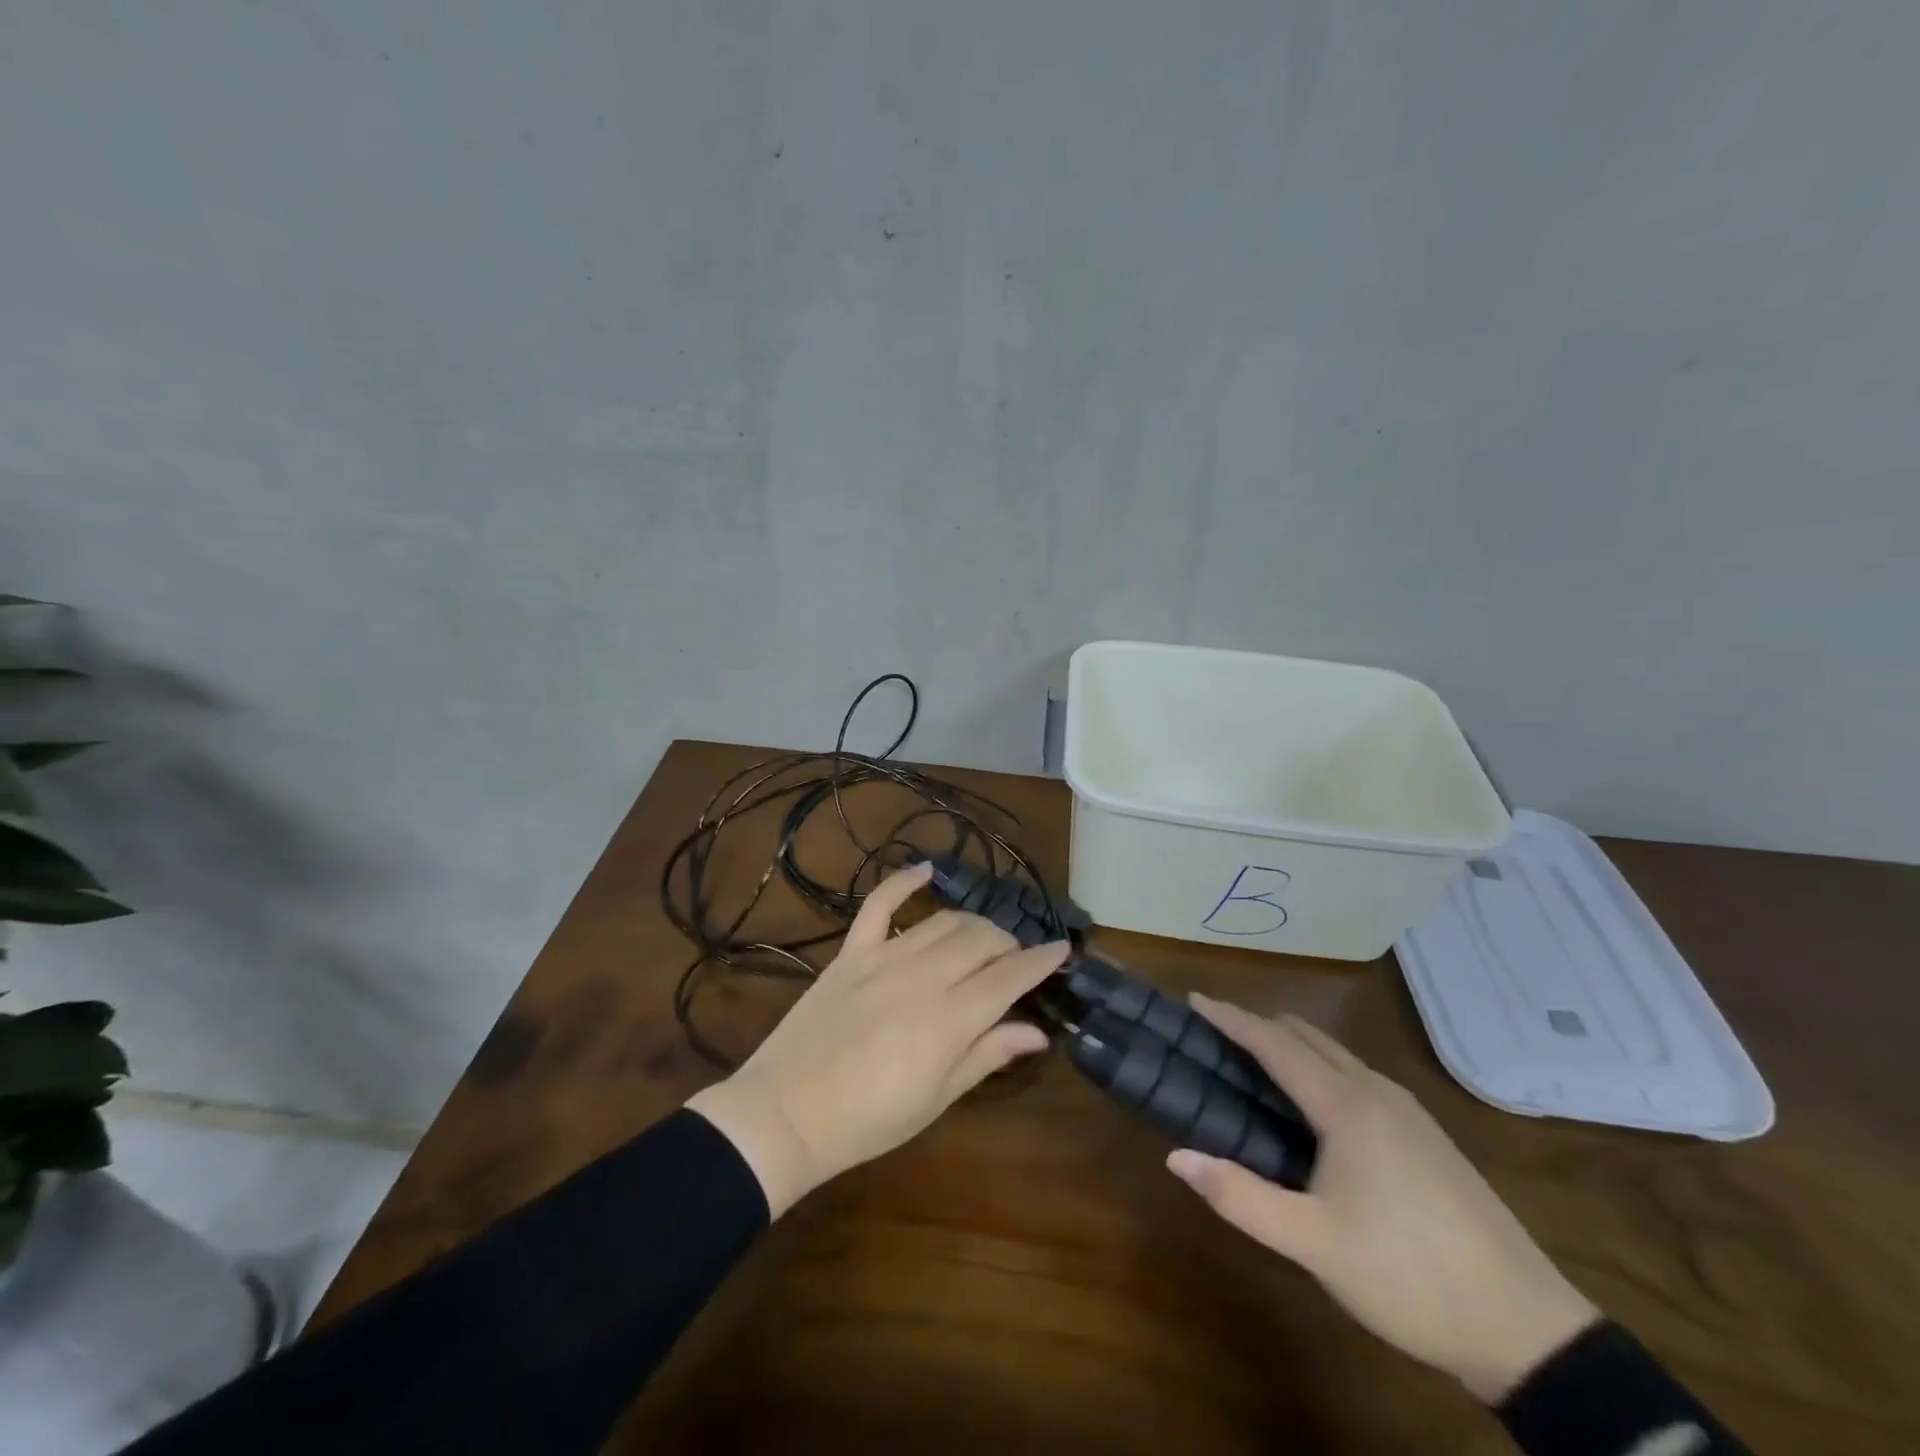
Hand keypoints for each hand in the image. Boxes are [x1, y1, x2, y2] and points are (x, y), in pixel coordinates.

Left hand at [686, 861, 1068, 1217]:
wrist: (786, 1114)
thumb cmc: (868, 1121)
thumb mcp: (937, 1098)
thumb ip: (987, 1055)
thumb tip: (1037, 1032)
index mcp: (949, 1019)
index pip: (1010, 977)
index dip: (1042, 961)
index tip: (1063, 949)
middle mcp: (922, 976)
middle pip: (982, 940)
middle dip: (1009, 945)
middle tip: (1013, 965)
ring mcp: (884, 957)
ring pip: (944, 921)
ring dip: (973, 925)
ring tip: (982, 940)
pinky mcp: (851, 952)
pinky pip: (880, 904)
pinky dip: (903, 881)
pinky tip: (925, 869)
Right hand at [1167, 997, 1598, 1403]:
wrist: (1527, 1329)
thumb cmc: (1407, 1276)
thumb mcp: (1313, 1244)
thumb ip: (1240, 1196)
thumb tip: (1176, 1157)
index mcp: (1347, 1105)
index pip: (1275, 1042)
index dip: (1231, 1018)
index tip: (1193, 999)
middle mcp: (1376, 1091)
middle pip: (1306, 1036)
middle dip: (1257, 1026)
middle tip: (1213, 1038)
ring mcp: (1408, 1111)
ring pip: (1335, 1055)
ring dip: (1290, 1048)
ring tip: (1252, 1069)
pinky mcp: (1427, 1134)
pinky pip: (1356, 1076)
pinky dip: (1318, 1070)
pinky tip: (1311, 1110)